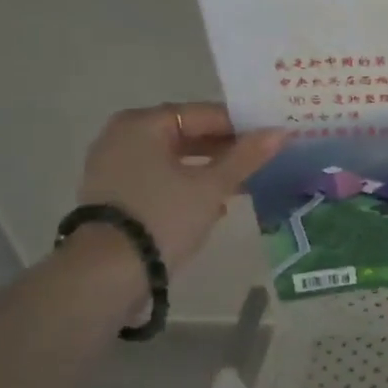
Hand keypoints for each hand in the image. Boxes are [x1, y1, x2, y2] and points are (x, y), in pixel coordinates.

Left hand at [77, 103, 284, 271]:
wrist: (107, 273)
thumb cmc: (163, 217)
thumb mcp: (211, 187)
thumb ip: (246, 157)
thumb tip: (280, 132)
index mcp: (143, 123)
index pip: (203, 114)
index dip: (240, 126)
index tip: (270, 139)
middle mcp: (122, 136)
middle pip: (186, 134)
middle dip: (224, 149)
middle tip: (261, 161)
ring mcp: (113, 166)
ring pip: (172, 159)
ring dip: (207, 170)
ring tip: (242, 184)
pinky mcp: (112, 195)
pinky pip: (158, 179)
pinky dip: (184, 185)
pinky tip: (213, 205)